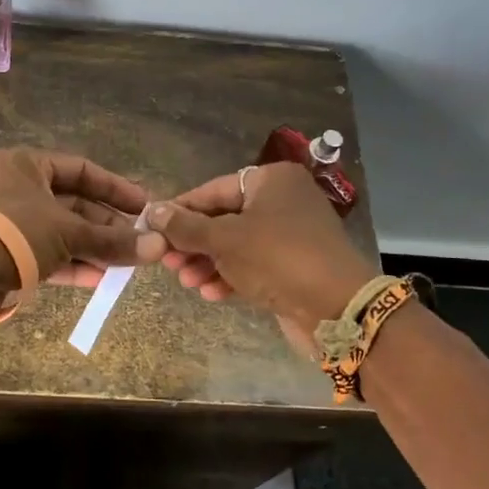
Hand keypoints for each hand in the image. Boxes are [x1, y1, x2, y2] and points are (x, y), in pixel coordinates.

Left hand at [0, 147, 167, 288]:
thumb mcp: (69, 232)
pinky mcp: (8, 254)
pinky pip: (49, 254)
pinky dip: (74, 264)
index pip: (82, 170)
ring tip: (128, 263)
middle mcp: (19, 188)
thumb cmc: (16, 233)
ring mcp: (13, 223)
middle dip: (107, 225)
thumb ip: (113, 240)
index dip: (116, 188)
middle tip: (140, 241)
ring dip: (95, 247)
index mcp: (27, 165)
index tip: (144, 206)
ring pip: (63, 232)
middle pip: (75, 204)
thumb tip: (159, 248)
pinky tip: (102, 279)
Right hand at [147, 163, 378, 334]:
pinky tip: (210, 293)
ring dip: (208, 263)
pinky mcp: (294, 265)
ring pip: (237, 245)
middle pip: (224, 218)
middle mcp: (284, 201)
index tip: (152, 229)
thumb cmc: (277, 259)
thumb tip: (152, 211)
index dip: (180, 211)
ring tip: (186, 281)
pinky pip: (253, 265)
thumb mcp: (224, 240)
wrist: (337, 308)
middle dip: (194, 243)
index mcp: (271, 181)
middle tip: (168, 262)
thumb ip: (185, 226)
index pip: (213, 190)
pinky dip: (230, 275)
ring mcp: (291, 234)